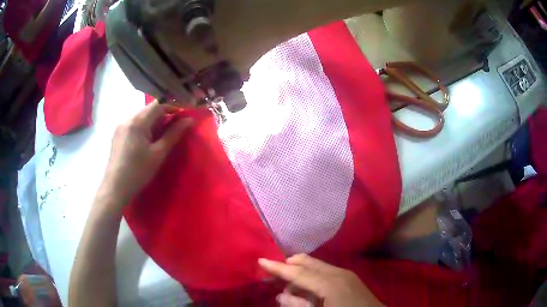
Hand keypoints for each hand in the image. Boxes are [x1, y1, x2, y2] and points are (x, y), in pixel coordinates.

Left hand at [102, 100, 192, 203]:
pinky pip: (133, 123)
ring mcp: (121, 125)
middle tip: (173, 128)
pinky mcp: (117, 133)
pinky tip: (146, 140)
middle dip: (163, 115)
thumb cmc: (138, 171)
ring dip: (153, 121)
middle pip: (149, 109)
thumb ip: (174, 134)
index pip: (158, 104)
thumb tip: (189, 120)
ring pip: (141, 116)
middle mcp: (128, 118)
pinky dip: (144, 126)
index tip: (183, 116)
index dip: (172, 107)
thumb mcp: (158, 153)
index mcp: (138, 121)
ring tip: (160, 136)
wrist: (115, 187)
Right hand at [259, 254, 383, 306]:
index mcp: (330, 283)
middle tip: (272, 274)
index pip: (298, 272)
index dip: (278, 267)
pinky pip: (325, 271)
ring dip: (300, 272)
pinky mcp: (350, 278)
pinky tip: (307, 288)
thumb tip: (282, 294)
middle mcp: (338, 273)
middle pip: (308, 262)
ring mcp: (346, 274)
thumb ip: (298, 305)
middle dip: (289, 266)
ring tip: (290, 287)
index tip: (261, 260)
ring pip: (316, 266)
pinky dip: (312, 276)